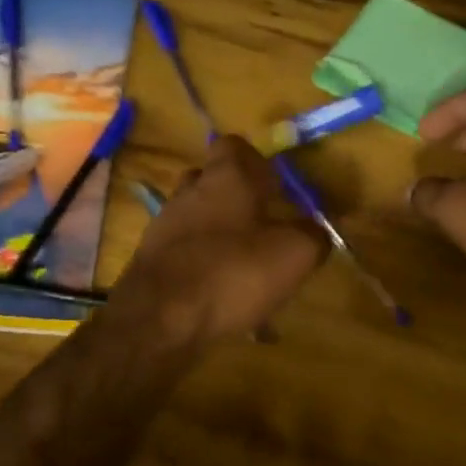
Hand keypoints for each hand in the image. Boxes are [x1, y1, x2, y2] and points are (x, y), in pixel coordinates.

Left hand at [106, 137, 328, 351]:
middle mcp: (188, 192)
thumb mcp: (293, 254)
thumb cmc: (232, 273)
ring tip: (247, 270)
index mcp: (224, 177)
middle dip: (237, 201)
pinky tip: (222, 298)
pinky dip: (204, 268)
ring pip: (197, 220)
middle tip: (263, 227)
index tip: (274, 186)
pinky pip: (185, 254)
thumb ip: (312, 236)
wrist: (159, 319)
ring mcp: (164, 226)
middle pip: (212, 182)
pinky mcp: (151, 261)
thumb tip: (315, 231)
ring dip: (221, 237)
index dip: (255, 161)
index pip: (234, 146)